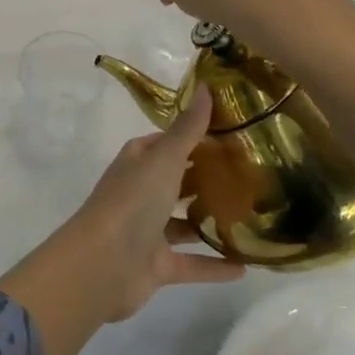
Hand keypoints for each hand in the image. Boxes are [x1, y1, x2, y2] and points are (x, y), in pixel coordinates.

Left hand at [0, 92, 242, 354]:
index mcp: (139, 161)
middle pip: (177, 180)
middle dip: (208, 178)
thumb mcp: (163, 159)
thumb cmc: (132, 202)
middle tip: (252, 174)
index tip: (232, 133)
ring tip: (253, 216)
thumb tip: (207, 87)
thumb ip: (188, 129)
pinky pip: (192, 263)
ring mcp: (149, 229)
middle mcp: (142, 191)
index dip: (195, 136)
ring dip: (211, 221)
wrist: (102, 264)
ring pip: (184, 222)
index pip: (168, 142)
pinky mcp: (158, 264)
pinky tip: (246, 266)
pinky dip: (215, 265)